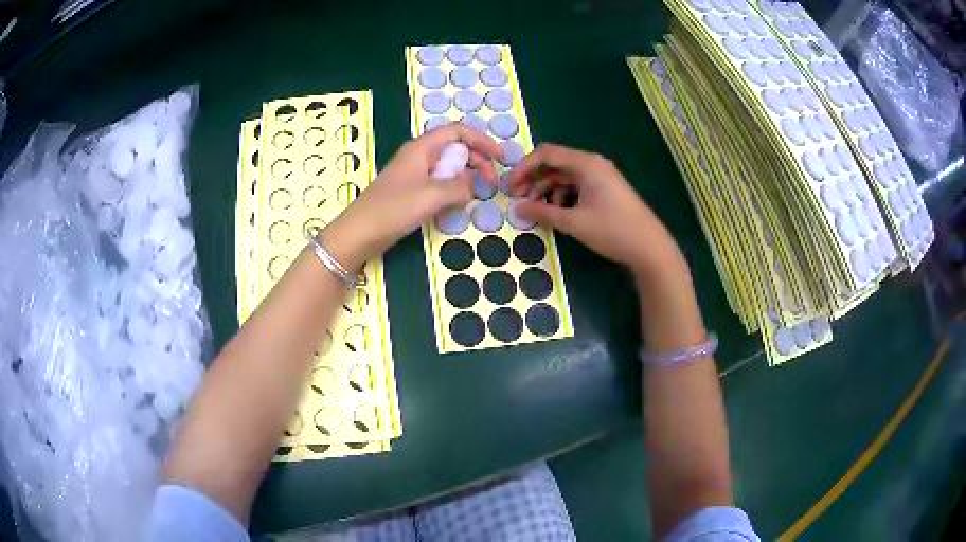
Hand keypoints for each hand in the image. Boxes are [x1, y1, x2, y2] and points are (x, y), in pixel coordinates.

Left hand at [322, 124, 502, 268]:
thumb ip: (459, 187)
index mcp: (422, 148)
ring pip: (448, 167)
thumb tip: (470, 187)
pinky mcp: (411, 191)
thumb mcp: (432, 196)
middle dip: (477, 162)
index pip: (458, 132)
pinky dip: (452, 190)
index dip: (482, 141)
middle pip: (456, 149)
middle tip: (491, 183)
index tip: (500, 158)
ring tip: (476, 194)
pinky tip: (457, 204)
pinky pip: (439, 183)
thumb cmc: (393, 209)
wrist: (360, 233)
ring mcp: (414, 174)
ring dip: (466, 177)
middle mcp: (419, 155)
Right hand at [511, 143, 686, 277]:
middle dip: (534, 180)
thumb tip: (518, 209)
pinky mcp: (605, 189)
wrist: (650, 248)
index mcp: (586, 164)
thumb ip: (543, 212)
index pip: (546, 154)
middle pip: (555, 163)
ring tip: (536, 209)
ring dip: (547, 189)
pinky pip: (577, 185)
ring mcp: (601, 176)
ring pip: (565, 176)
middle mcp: (593, 164)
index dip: (524, 168)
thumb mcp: (574, 222)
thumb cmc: (613, 231)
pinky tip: (557, 212)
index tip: (511, 188)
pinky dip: (562, 195)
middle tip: (519, 200)